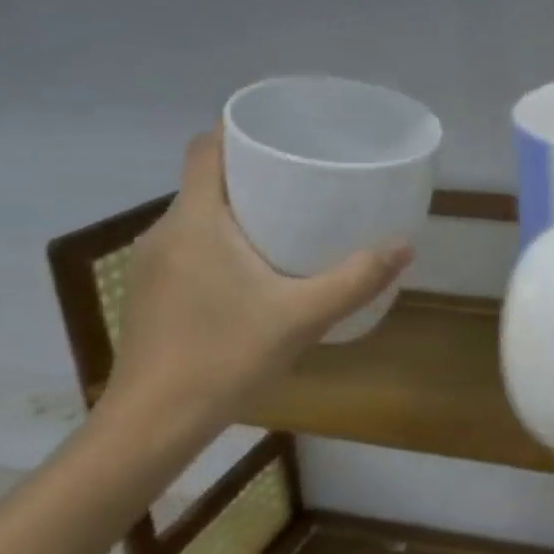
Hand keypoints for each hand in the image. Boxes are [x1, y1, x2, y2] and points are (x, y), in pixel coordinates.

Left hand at [104, 132, 410, 433]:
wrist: (152, 423)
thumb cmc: (224, 357)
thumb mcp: (302, 317)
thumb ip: (356, 279)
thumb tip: (405, 246)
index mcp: (195, 221)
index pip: (206, 147)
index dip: (239, 130)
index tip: (282, 135)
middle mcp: (164, 232)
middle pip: (206, 181)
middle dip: (251, 174)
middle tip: (303, 181)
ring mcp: (150, 265)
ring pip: (197, 217)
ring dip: (236, 212)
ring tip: (286, 224)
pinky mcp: (149, 293)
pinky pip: (188, 247)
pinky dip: (220, 244)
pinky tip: (252, 274)